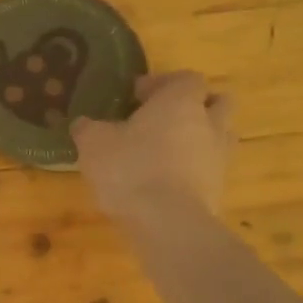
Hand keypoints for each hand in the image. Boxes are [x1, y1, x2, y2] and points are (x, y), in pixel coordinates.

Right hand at [72, 71, 236, 221]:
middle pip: (217, 102)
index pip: (186, 78)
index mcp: (181, 102)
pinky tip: (166, 182)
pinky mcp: (219, 190)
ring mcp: (219, 158)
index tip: (137, 96)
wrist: (167, 223)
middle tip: (163, 118)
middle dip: (194, 106)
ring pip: (218, 136)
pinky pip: (209, 169)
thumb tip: (83, 123)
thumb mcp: (94, 144)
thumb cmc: (130, 169)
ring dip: (198, 138)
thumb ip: (88, 128)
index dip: (162, 83)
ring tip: (166, 152)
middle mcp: (209, 123)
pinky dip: (193, 170)